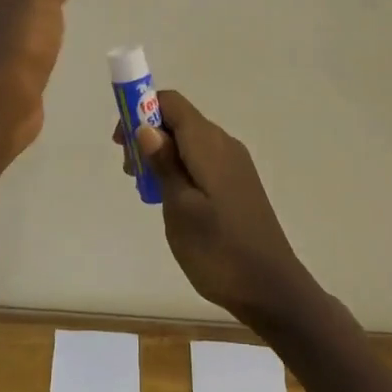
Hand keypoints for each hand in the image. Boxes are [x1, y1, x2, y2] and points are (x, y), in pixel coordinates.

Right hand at [115, 89, 317, 330]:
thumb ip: (163, 163)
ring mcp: (235, 164)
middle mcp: (224, 144)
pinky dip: (181, 168)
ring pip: (190, 142)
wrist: (271, 289)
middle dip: (148, 135)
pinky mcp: (238, 183)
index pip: (171, 102)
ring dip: (163, 154)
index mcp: (208, 143)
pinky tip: (172, 200)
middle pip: (179, 120)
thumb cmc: (218, 249)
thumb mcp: (179, 207)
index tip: (120, 143)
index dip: (140, 110)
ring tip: (147, 190)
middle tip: (131, 173)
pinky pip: (203, 160)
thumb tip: (146, 126)